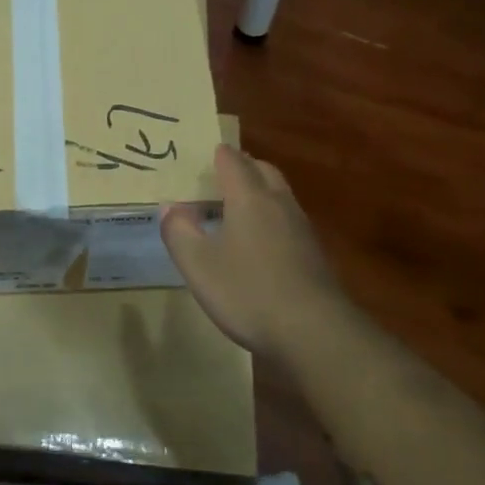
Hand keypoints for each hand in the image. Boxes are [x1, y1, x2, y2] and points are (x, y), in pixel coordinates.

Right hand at [161, 144, 350, 366]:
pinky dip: (270, 216)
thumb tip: (170, 207)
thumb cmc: (247, 291)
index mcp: (248, 198)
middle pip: (262, 170)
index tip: (204, 151)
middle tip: (220, 174)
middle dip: (242, 166)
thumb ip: (179, 231)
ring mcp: (300, 229)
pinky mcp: (313, 254)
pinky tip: (259, 241)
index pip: (232, 161)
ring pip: (279, 194)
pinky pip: (288, 219)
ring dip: (259, 190)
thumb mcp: (197, 264)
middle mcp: (278, 204)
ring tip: (235, 205)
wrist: (314, 332)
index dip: (217, 153)